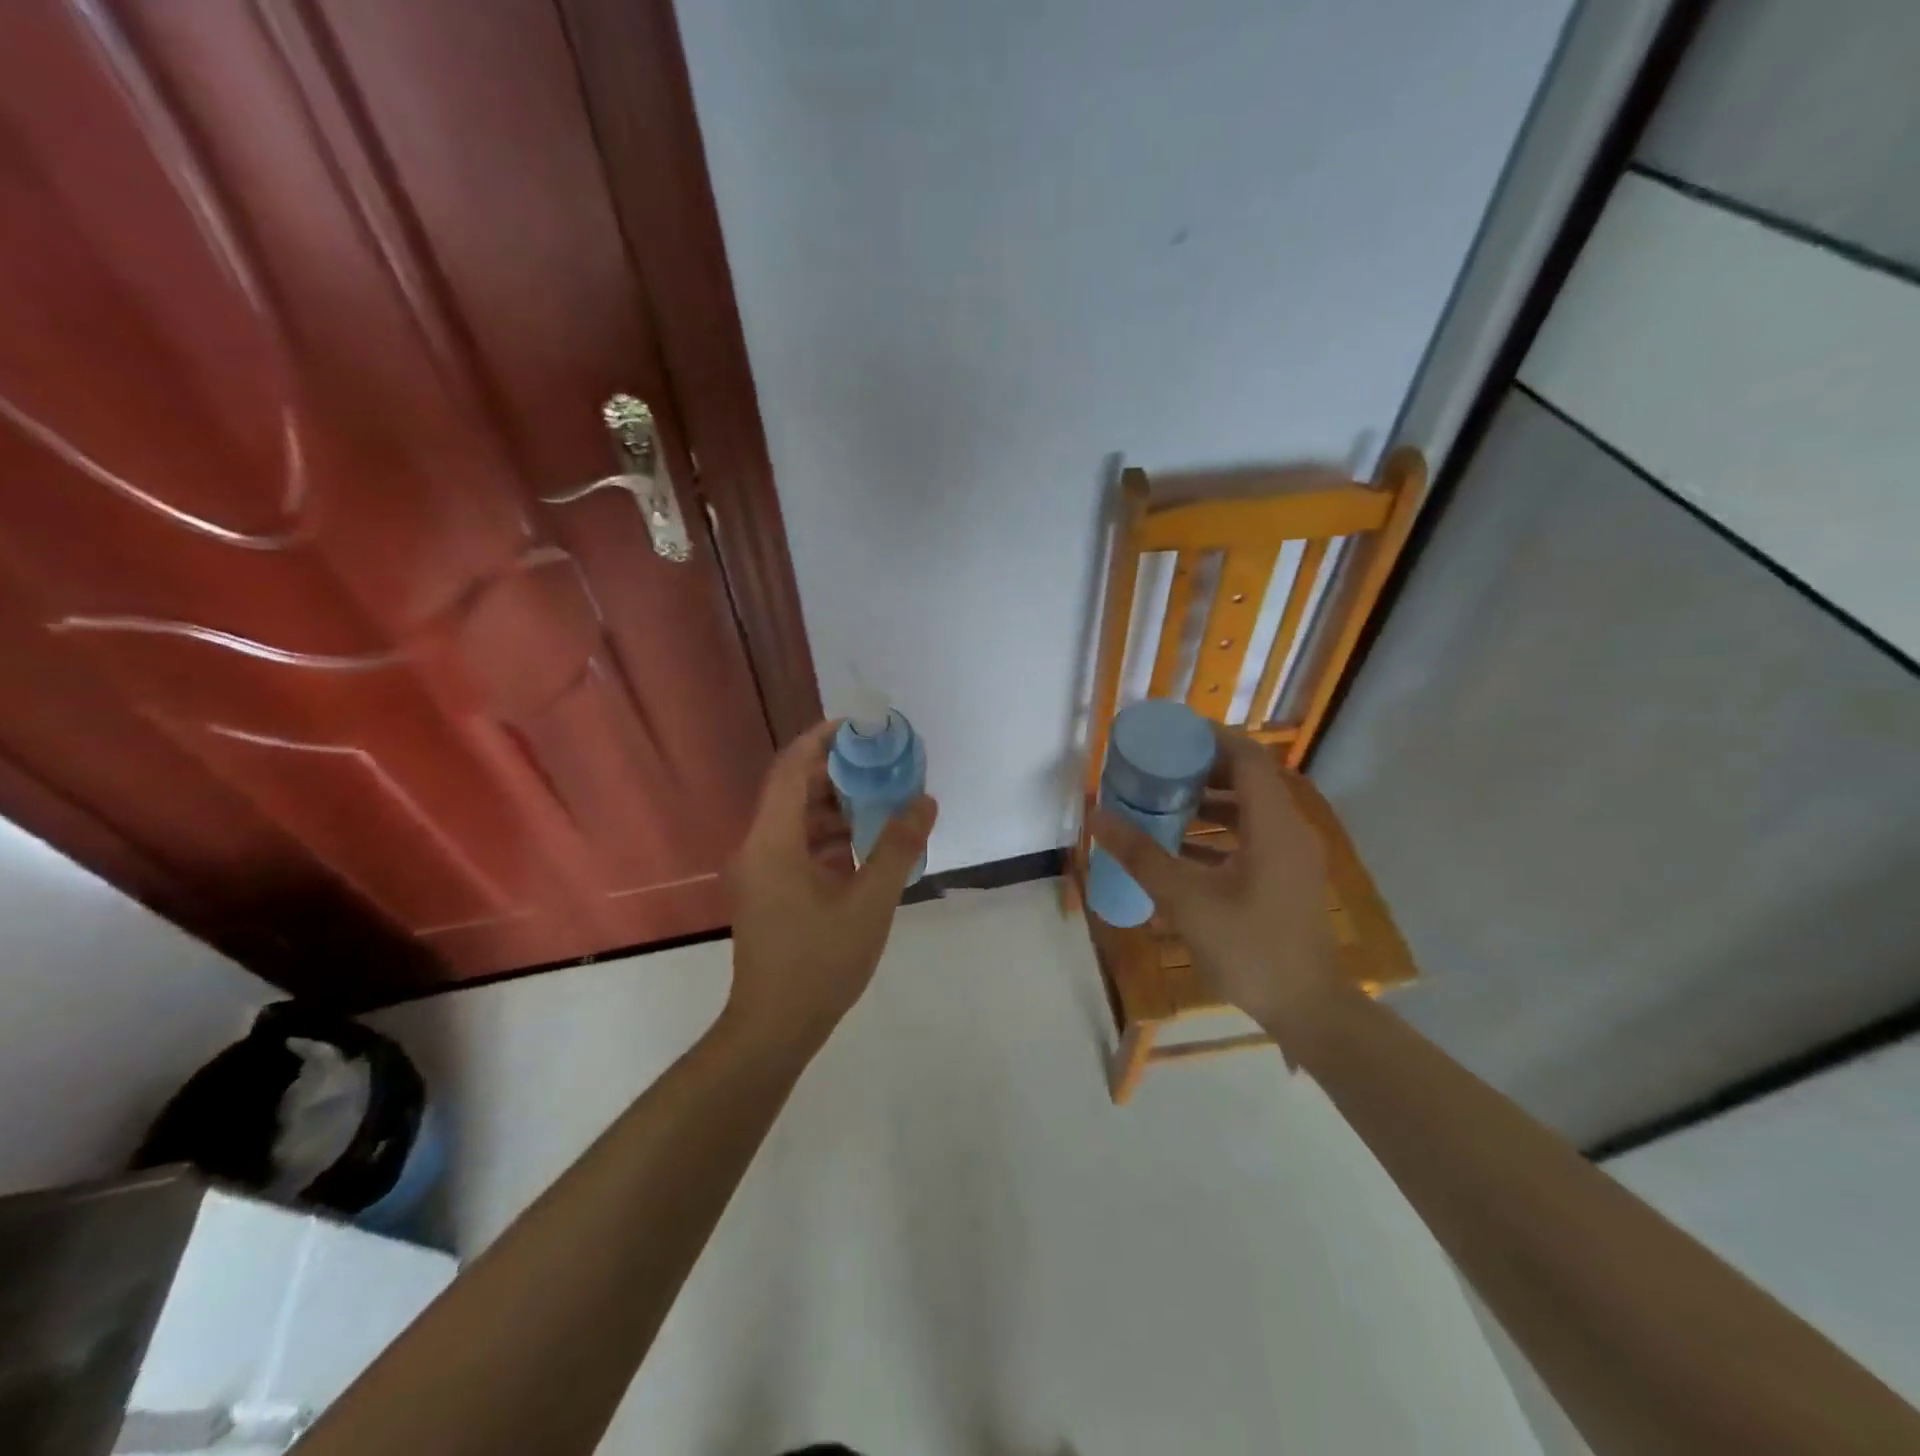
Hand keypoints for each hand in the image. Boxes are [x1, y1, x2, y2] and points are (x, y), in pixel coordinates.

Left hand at [725, 719, 937, 1057]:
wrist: (773, 1029)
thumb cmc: (819, 963)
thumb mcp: (869, 903)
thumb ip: (898, 848)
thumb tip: (924, 801)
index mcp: (772, 842)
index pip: (791, 768)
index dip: (822, 739)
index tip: (861, 726)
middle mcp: (757, 847)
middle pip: (793, 789)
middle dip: (837, 771)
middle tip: (882, 762)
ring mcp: (759, 871)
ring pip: (796, 819)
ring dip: (835, 805)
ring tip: (881, 799)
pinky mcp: (767, 891)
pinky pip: (796, 846)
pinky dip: (828, 836)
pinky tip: (864, 846)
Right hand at [1090, 726, 1341, 1049]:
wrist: (1307, 1009)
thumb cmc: (1249, 948)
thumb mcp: (1186, 900)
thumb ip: (1141, 854)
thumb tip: (1096, 816)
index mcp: (1273, 825)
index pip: (1248, 757)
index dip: (1211, 738)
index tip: (1169, 734)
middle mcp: (1289, 830)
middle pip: (1248, 779)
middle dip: (1201, 769)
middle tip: (1157, 768)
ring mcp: (1291, 856)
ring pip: (1249, 810)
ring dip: (1208, 802)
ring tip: (1161, 802)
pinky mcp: (1285, 878)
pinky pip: (1251, 838)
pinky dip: (1217, 833)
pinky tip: (1179, 848)